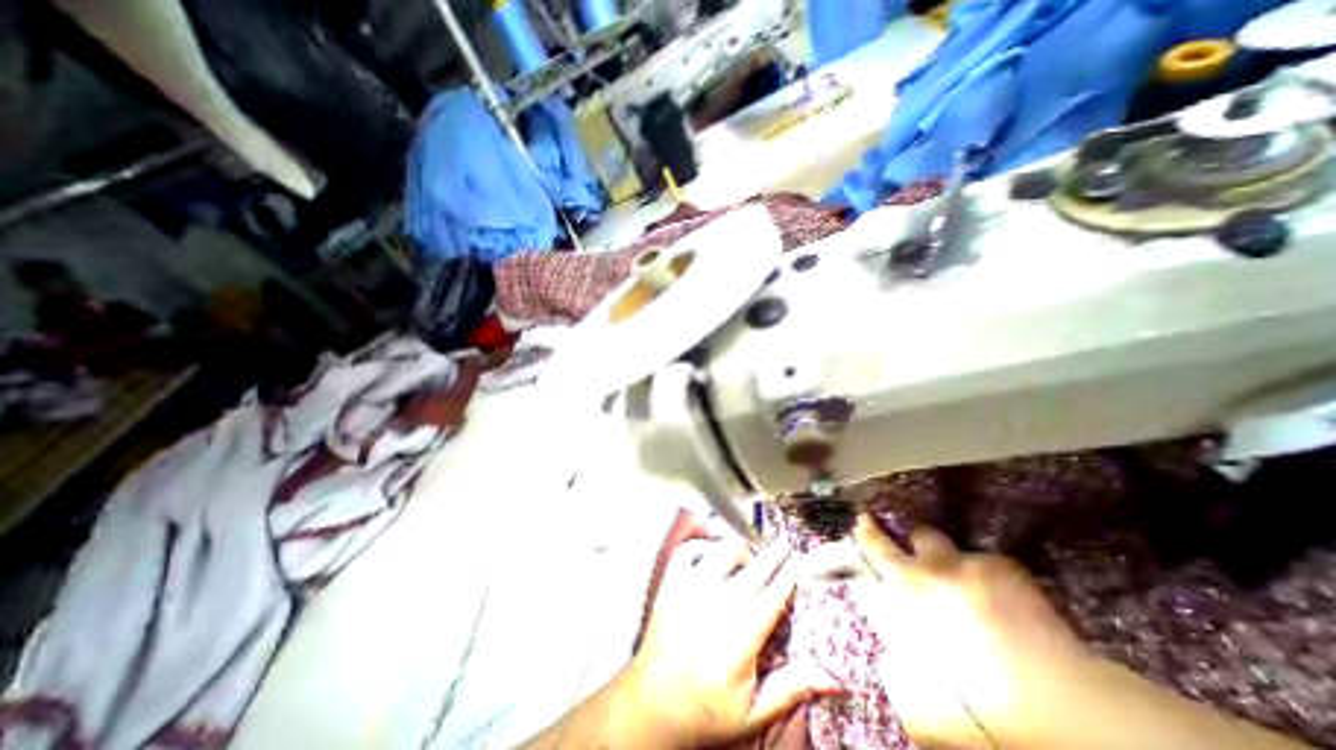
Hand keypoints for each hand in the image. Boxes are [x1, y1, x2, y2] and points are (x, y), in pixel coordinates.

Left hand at [625, 535, 830, 745]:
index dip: (788, 576)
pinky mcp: (670, 585)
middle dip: (773, 555)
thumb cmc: (705, 711)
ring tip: (747, 559)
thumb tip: (833, 678)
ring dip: (739, 551)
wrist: (651, 705)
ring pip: (720, 552)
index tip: (799, 560)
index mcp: (739, 637)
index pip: (772, 597)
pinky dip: (701, 547)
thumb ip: (790, 689)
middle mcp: (716, 605)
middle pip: (752, 569)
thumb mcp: (752, 713)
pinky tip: (710, 555)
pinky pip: (687, 552)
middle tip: (785, 545)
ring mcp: (690, 590)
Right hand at [857, 514, 1096, 748]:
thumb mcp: (921, 709)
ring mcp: (955, 564)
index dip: (848, 556)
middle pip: (880, 540)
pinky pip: (978, 557)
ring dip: (928, 549)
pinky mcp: (996, 564)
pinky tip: (998, 593)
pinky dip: (981, 570)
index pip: (858, 570)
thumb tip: (891, 659)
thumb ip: (897, 675)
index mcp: (894, 607)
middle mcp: (916, 575)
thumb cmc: (981, 711)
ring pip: (928, 537)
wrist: (1059, 707)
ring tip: (942, 565)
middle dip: (872, 531)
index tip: (848, 544)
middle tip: (867, 522)